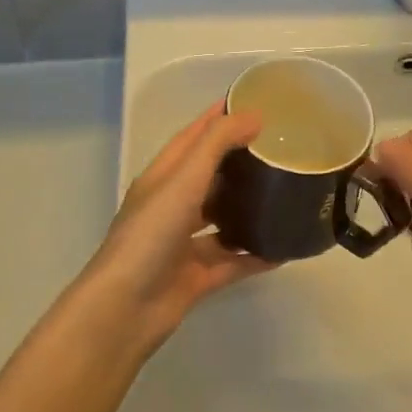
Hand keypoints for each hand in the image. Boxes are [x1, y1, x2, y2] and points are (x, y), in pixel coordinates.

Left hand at [80, 105, 274, 349]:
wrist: (125, 309)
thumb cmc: (150, 234)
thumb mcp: (184, 179)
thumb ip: (218, 143)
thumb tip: (255, 116)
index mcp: (163, 178)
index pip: (192, 137)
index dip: (217, 118)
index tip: (251, 102)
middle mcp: (172, 206)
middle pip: (209, 177)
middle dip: (239, 162)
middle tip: (280, 149)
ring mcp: (183, 244)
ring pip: (222, 220)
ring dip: (248, 209)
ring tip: (286, 194)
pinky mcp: (197, 277)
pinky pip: (233, 261)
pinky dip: (255, 255)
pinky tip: (284, 248)